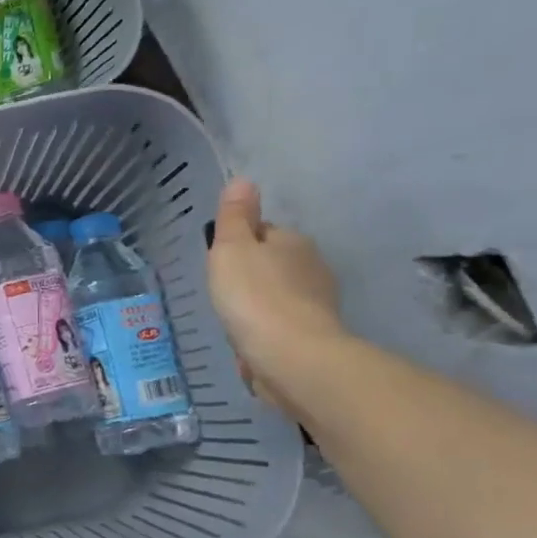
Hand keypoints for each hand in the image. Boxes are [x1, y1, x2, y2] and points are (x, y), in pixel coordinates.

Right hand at [208, 177, 345, 416]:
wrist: (291, 357)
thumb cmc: (254, 296)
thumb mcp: (232, 248)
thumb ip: (235, 217)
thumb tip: (243, 181)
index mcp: (293, 241)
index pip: (263, 233)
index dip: (239, 244)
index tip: (220, 262)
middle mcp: (312, 267)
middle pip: (273, 264)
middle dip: (251, 276)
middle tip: (223, 293)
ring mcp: (316, 304)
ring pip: (278, 296)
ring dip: (259, 305)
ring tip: (234, 321)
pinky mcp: (313, 337)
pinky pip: (282, 325)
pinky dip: (267, 330)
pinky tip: (250, 343)